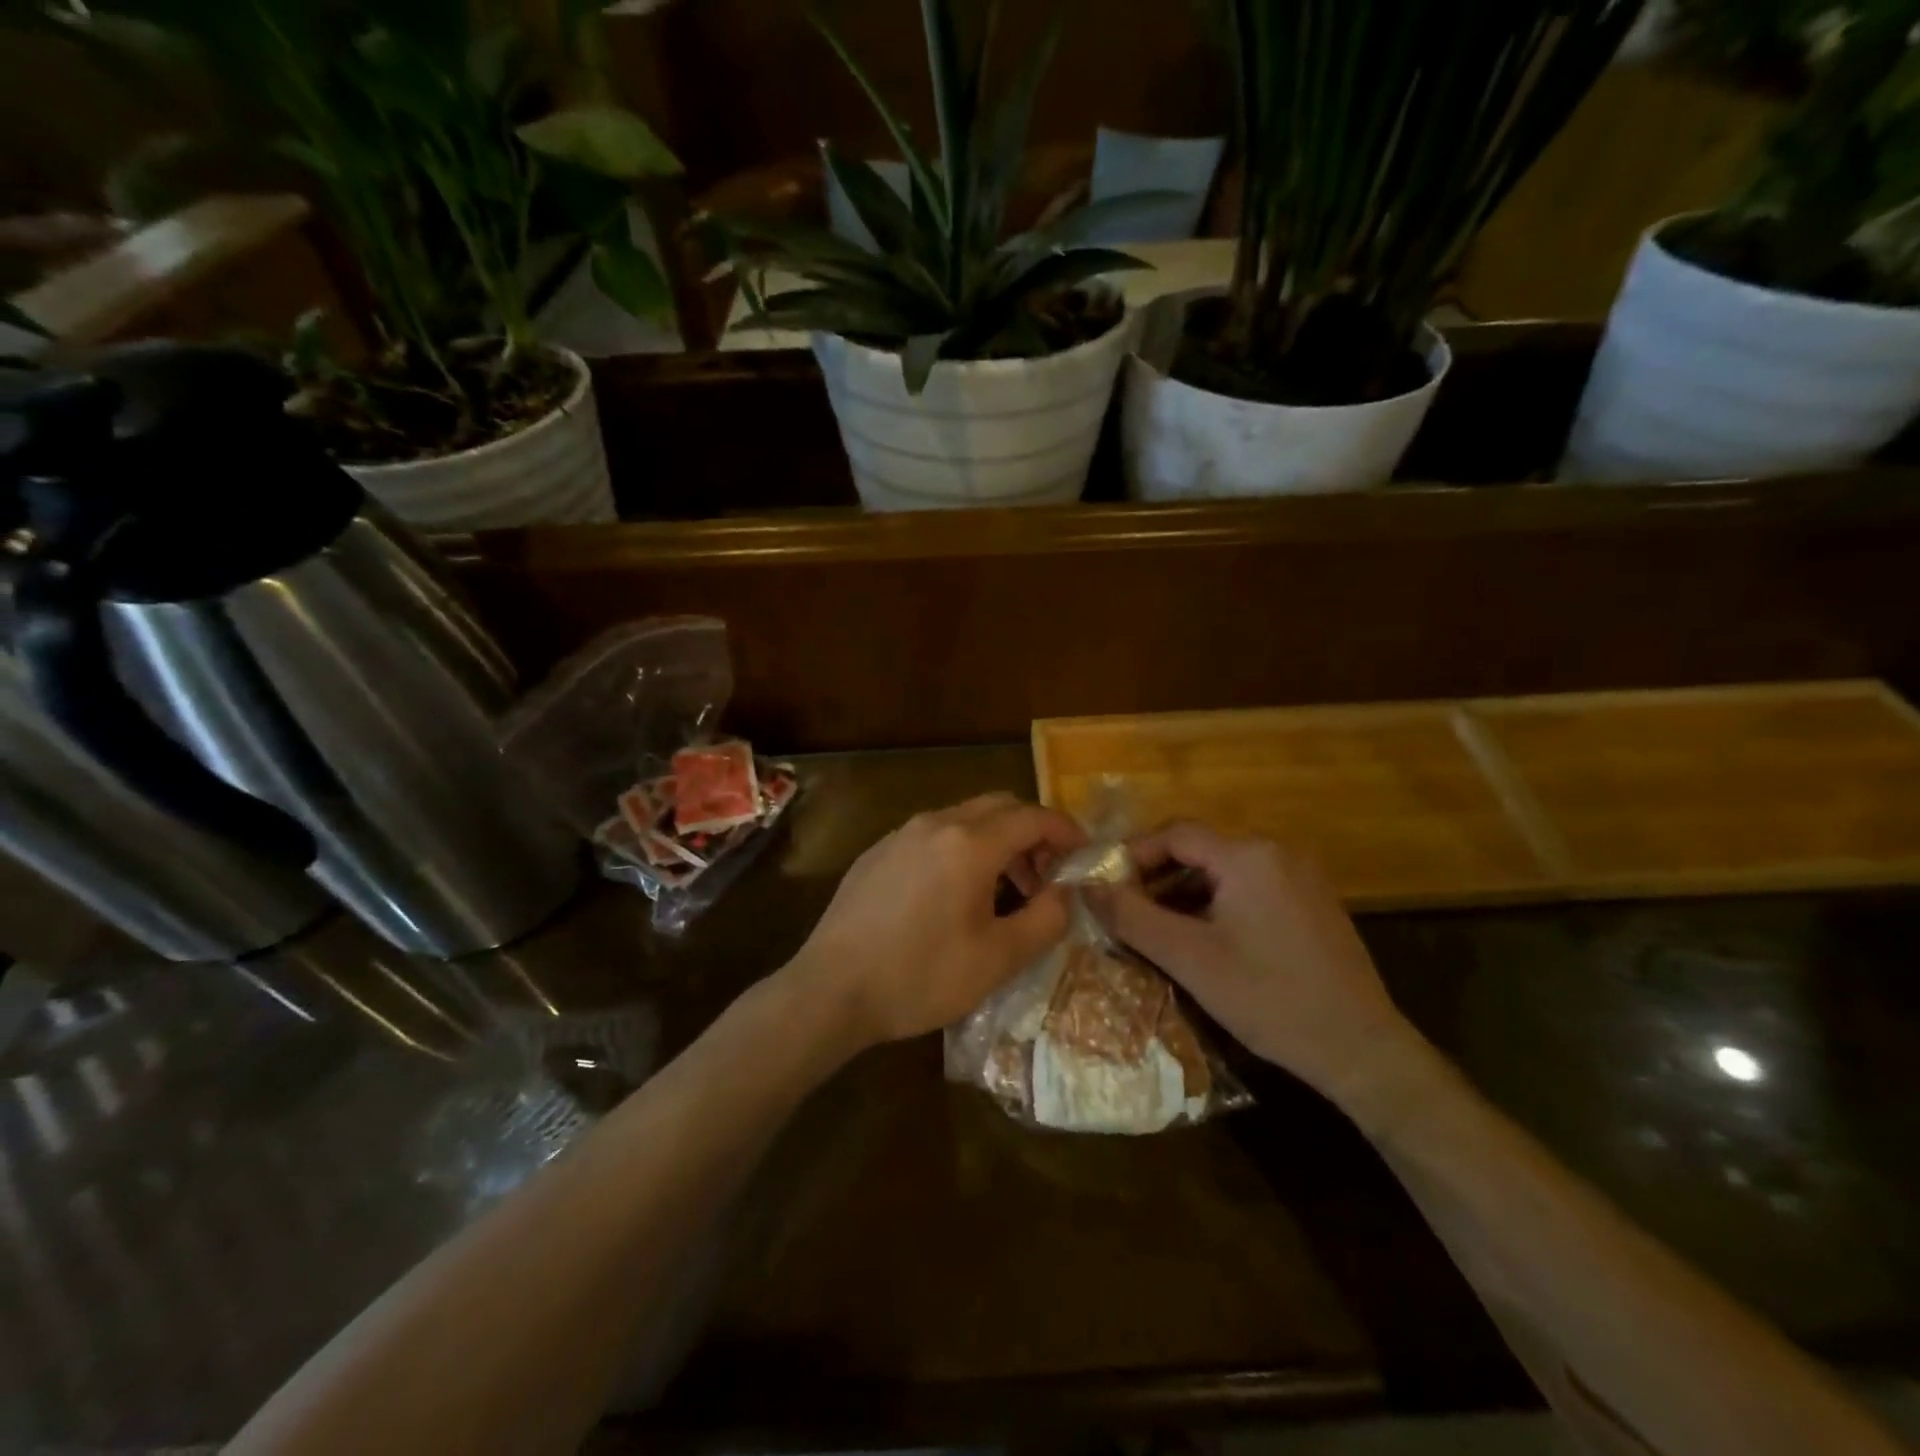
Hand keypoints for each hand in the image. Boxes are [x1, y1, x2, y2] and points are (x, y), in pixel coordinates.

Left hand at [787, 793, 1086, 1050]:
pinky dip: (960, 849)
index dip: (1066, 832)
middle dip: (1031, 834)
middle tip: (1045, 877)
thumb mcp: (998, 959)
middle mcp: (935, 824)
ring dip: (996, 842)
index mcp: (970, 843)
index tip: (1083, 855)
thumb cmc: (920, 976)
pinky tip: (953, 896)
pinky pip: (932, 835)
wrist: (831, 988)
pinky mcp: (877, 851)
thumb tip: (1066, 892)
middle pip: (999, 806)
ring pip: (964, 818)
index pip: (1033, 817)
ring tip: (1003, 892)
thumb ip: (1046, 919)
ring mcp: (901, 834)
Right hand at [1097, 822, 1422, 1104]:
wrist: (1361, 1049)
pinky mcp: (1312, 902)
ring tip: (1156, 926)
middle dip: (1156, 875)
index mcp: (1248, 856)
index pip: (1176, 833)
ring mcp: (1300, 876)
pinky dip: (1216, 902)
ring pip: (1223, 869)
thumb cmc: (1269, 999)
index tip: (1104, 883)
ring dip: (1184, 891)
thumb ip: (1132, 917)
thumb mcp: (1189, 959)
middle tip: (1124, 908)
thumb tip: (1086, 887)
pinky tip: (1202, 937)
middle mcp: (1277, 852)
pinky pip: (1249, 886)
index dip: (1133, 853)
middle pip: (1199, 848)